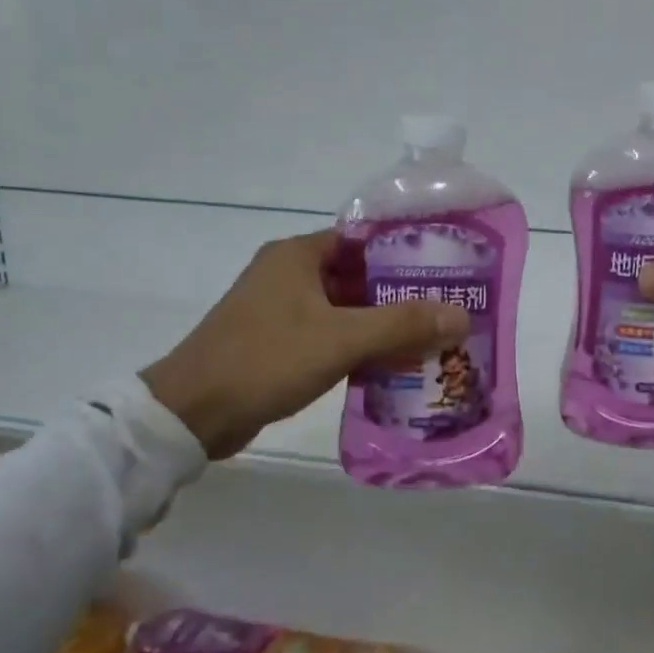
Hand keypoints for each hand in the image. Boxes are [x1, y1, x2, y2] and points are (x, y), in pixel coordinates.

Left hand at [140, 231, 468, 458]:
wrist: (192, 413)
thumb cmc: (266, 360)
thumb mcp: (340, 339)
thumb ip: (402, 325)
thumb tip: (461, 316)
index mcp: (298, 255)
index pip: (364, 239)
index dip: (406, 251)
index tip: (446, 268)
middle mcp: (289, 274)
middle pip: (359, 275)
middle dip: (401, 294)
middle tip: (448, 309)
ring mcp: (281, 310)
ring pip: (346, 308)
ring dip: (382, 324)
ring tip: (431, 339)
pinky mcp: (277, 342)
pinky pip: (330, 335)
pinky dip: (359, 346)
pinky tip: (392, 366)